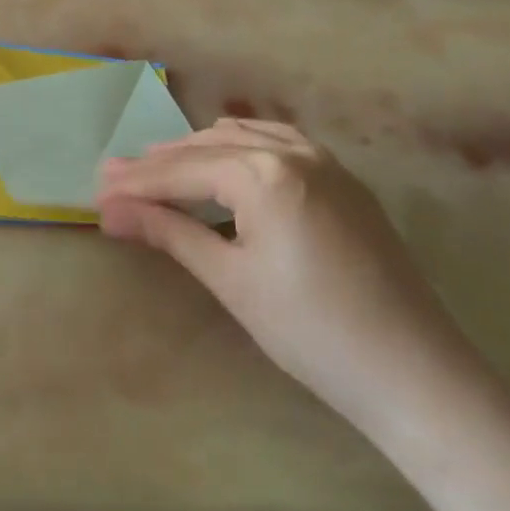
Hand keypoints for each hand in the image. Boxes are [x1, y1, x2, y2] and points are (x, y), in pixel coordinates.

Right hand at [97, 121, 475, 424]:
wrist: (413, 372)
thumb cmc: (311, 331)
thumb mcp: (231, 280)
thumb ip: (170, 233)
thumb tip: (112, 212)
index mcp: (264, 173)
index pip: (181, 171)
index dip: (136, 184)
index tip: (96, 192)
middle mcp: (294, 151)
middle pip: (208, 147)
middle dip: (160, 164)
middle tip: (117, 180)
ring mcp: (326, 162)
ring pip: (245, 138)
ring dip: (199, 152)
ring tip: (161, 169)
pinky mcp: (345, 181)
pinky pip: (279, 145)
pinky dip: (241, 150)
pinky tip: (227, 167)